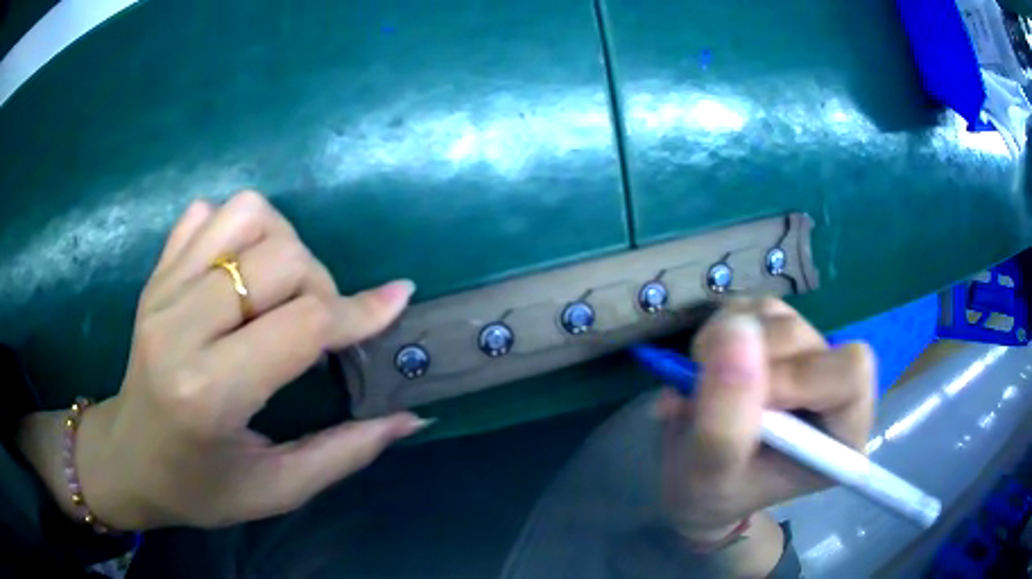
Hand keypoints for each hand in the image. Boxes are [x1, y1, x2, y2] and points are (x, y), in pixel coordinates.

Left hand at [20, 192, 427, 529]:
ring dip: (282, 244)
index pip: (302, 324)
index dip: (359, 312)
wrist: (129, 459)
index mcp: (209, 393)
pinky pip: (207, 213)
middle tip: (320, 325)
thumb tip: (411, 416)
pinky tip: (239, 273)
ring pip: (246, 214)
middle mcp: (180, 326)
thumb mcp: (277, 489)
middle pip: (281, 258)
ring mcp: (162, 289)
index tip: (395, 303)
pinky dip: (237, 229)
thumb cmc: (200, 488)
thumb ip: (346, 452)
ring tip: (281, 291)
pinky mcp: (156, 273)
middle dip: (322, 284)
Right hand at [659, 298, 873, 560]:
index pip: (850, 373)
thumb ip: (725, 417)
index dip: (799, 377)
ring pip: (779, 317)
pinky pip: (753, 308)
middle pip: (808, 339)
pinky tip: (708, 363)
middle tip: (710, 394)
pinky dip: (721, 329)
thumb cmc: (710, 493)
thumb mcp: (711, 474)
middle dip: (753, 363)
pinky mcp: (778, 334)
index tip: (751, 406)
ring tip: (703, 384)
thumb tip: (734, 330)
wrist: (694, 483)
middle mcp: (834, 389)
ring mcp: (807, 355)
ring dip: (729, 343)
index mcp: (842, 434)